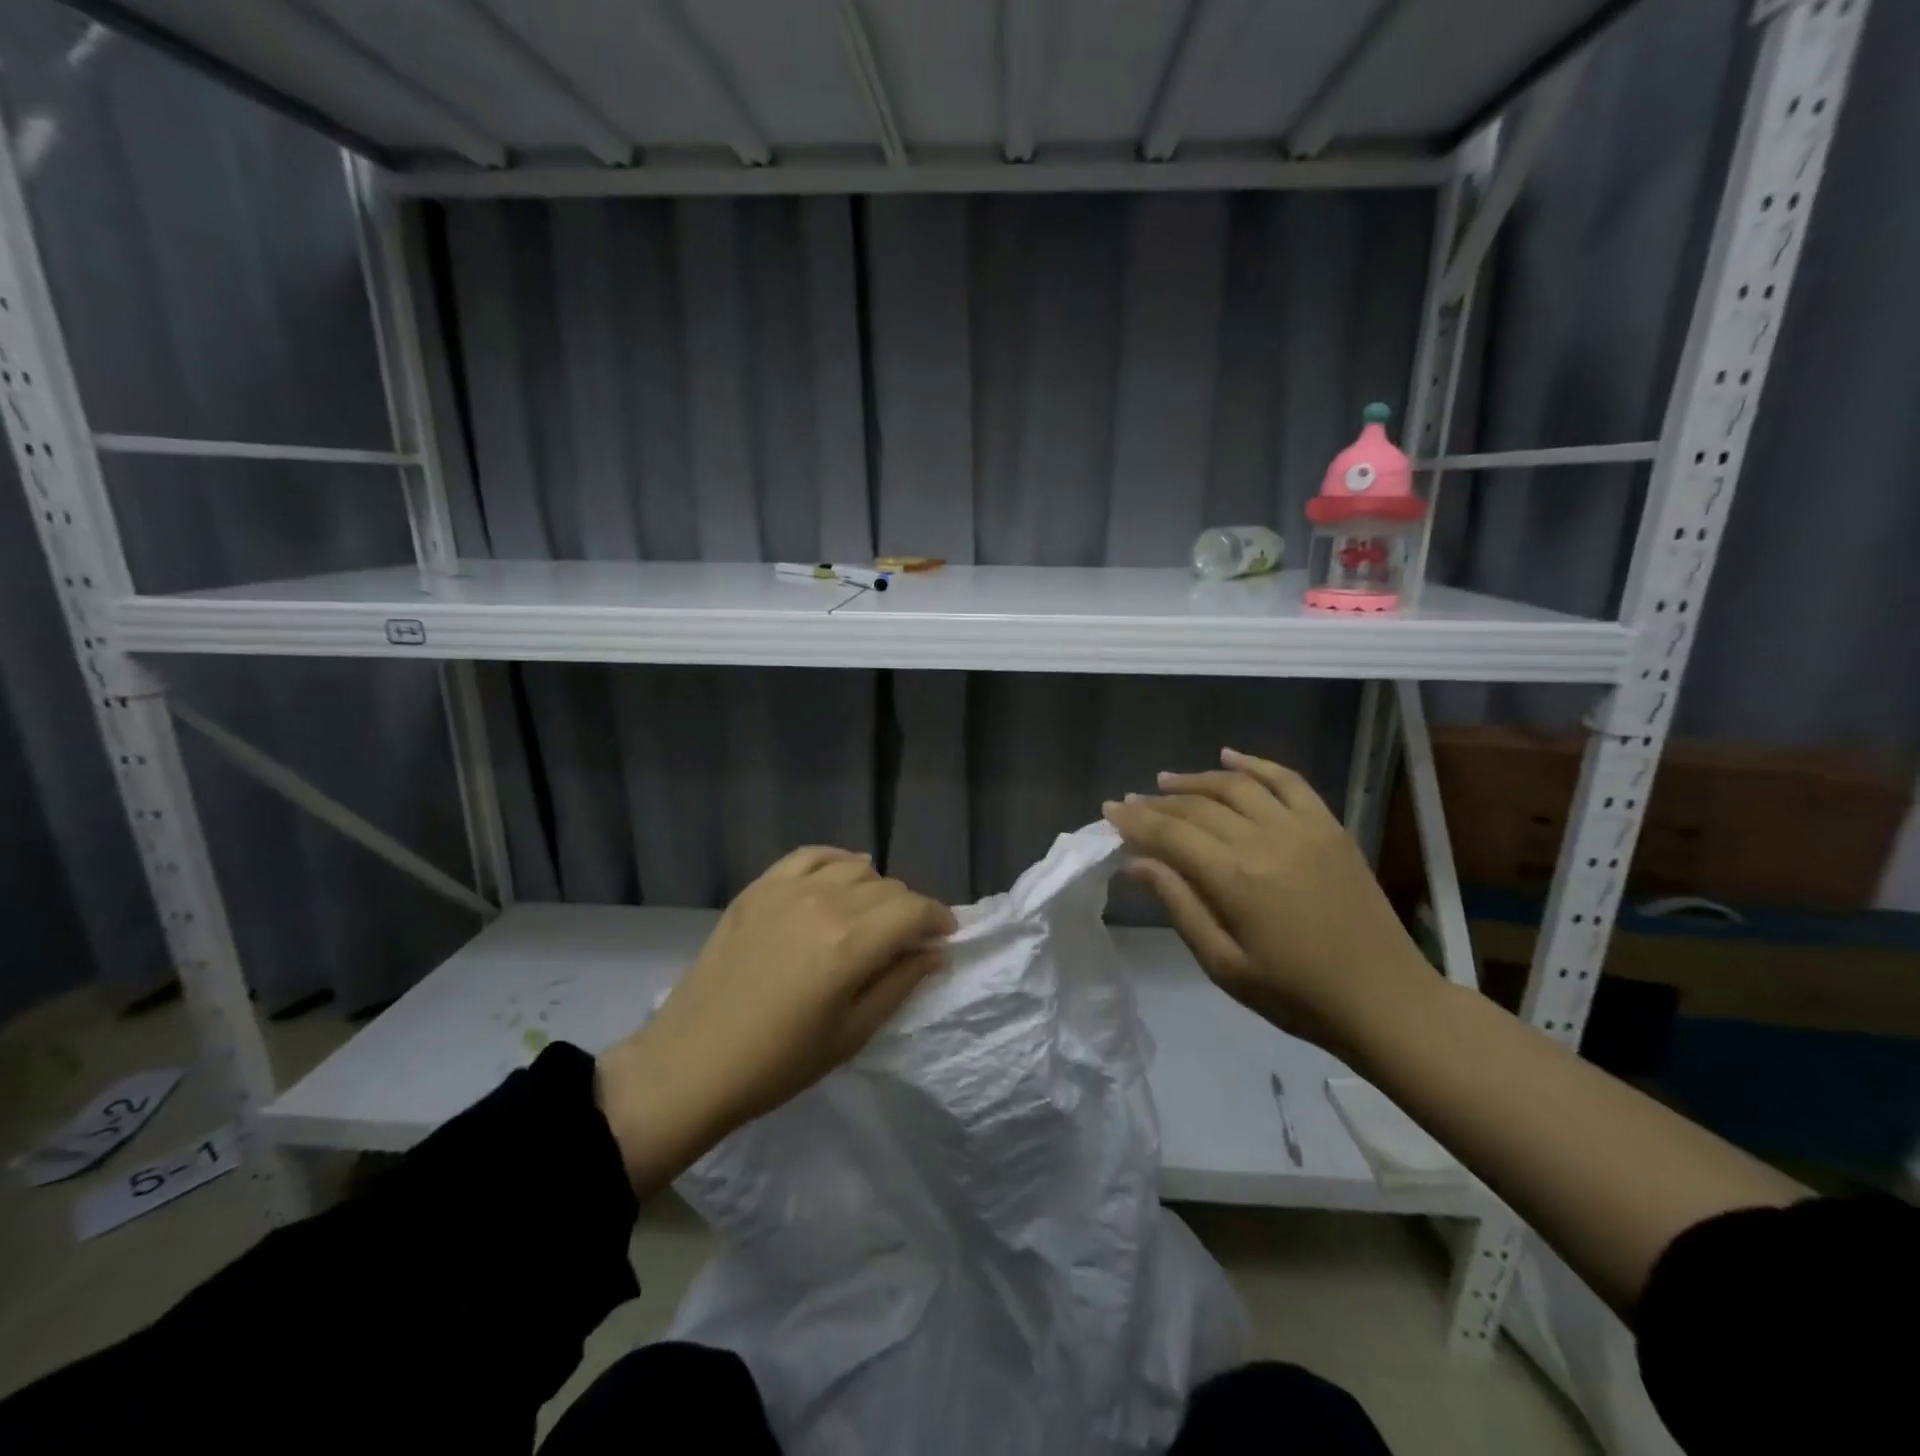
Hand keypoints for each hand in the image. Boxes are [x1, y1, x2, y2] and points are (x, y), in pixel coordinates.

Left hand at [596, 847, 955, 1193]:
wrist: (693, 1063)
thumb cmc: (779, 1062)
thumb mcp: (852, 1033)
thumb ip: (899, 983)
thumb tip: (935, 952)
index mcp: (851, 943)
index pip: (914, 910)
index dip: (939, 919)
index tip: (944, 938)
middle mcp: (824, 903)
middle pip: (888, 888)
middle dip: (908, 911)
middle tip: (906, 941)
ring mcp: (786, 890)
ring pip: (854, 867)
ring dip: (875, 888)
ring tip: (871, 916)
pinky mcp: (757, 889)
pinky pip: (810, 856)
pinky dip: (835, 860)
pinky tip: (842, 874)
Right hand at [1102, 748, 1432, 1049]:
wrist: (1385, 1000)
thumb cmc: (1296, 995)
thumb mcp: (1224, 965)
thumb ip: (1180, 906)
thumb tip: (1136, 862)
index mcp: (1235, 878)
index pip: (1171, 834)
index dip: (1135, 820)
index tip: (1110, 811)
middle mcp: (1265, 840)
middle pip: (1198, 806)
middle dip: (1158, 802)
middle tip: (1131, 803)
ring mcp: (1302, 828)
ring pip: (1237, 786)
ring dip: (1196, 779)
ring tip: (1166, 780)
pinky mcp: (1329, 827)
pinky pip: (1288, 781)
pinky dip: (1256, 764)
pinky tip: (1229, 756)